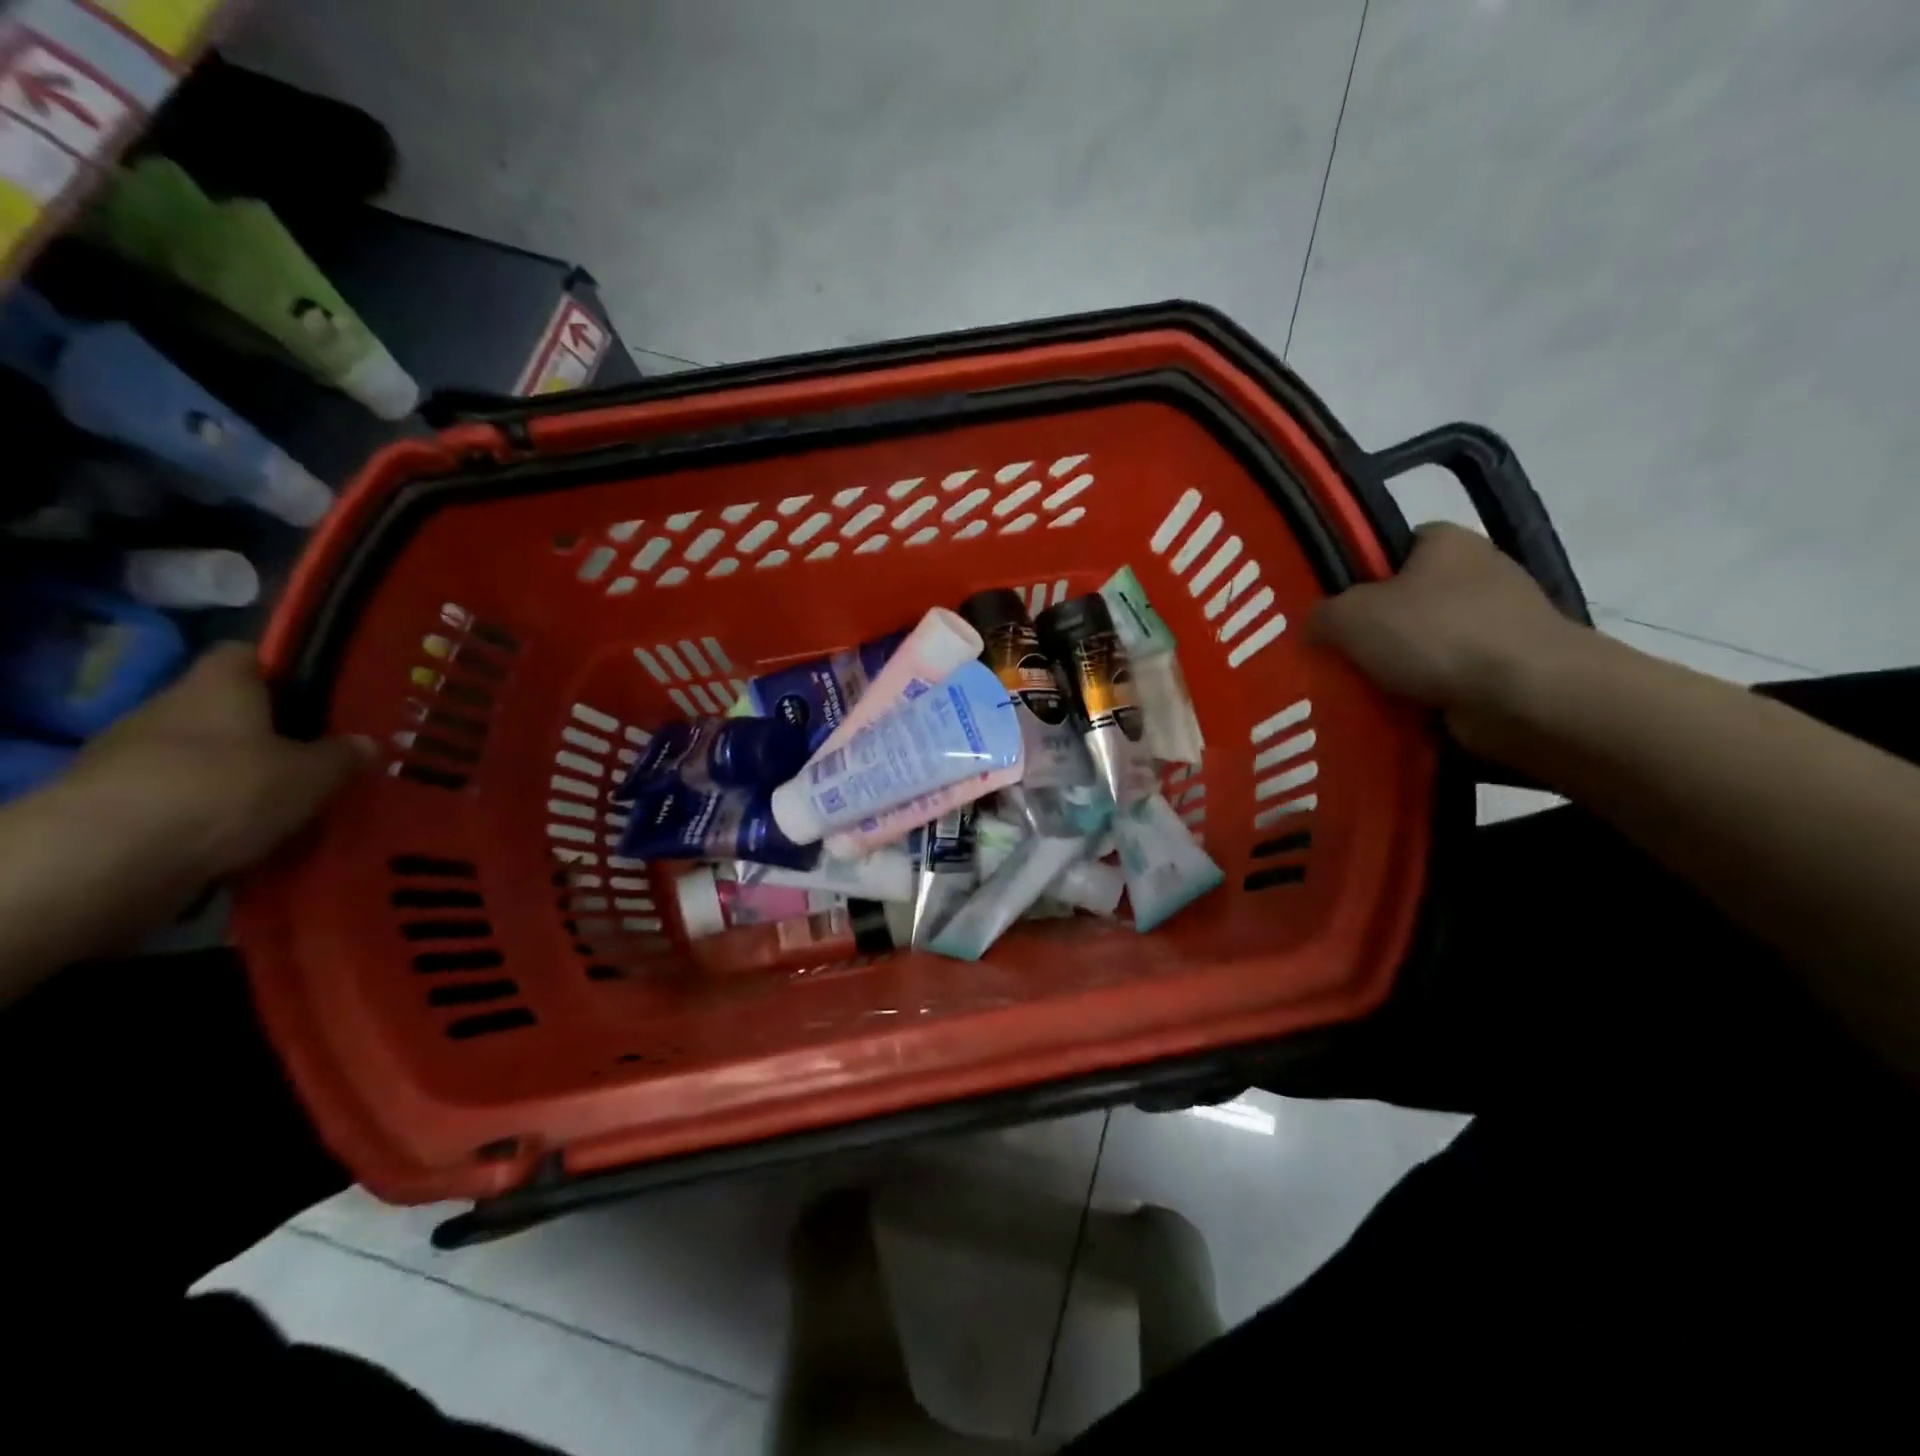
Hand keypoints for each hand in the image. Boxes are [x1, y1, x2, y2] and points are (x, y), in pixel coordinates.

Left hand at [0, 645, 370, 998]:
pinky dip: (212, 814)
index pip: (247, 655)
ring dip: (240, 777)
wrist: (110, 856)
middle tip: (319, 759)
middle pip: (228, 710)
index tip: (320, 695)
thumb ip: (342, 756)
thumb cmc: (227, 789)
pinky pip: (182, 799)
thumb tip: (366, 743)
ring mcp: (134, 756)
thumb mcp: (312, 774)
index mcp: (218, 684)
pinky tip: (248, 837)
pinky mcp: (117, 803)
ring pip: (205, 757)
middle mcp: (169, 708)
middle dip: (269, 733)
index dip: (284, 670)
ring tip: (290, 805)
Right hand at [1309, 523, 1587, 755]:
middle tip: (1334, 655)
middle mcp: (1478, 570)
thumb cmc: (1435, 636)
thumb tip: (1315, 627)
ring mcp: (1500, 619)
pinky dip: (1423, 691)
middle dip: (1373, 629)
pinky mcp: (1509, 664)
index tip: (1331, 610)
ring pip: (1425, 642)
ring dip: (1396, 666)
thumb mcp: (1350, 616)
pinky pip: (1448, 675)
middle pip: (1405, 599)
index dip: (1356, 576)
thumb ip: (1320, 614)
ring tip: (1358, 689)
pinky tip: (1395, 709)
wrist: (1527, 694)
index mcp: (1445, 540)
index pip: (1389, 548)